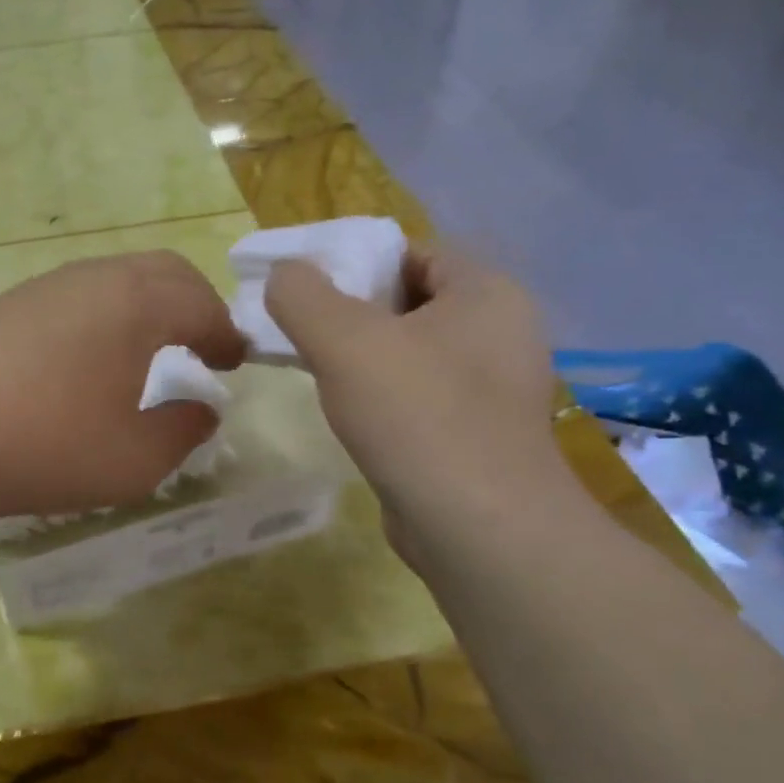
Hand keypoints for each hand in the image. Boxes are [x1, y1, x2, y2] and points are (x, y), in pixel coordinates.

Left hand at [0, 252, 246, 520]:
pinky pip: (76, 293)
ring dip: (147, 304)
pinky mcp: (10, 303)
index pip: (202, 307)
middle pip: (164, 272)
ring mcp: (47, 285)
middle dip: (194, 304)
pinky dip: (105, 312)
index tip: (235, 362)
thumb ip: (184, 430)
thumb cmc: (51, 447)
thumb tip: (203, 410)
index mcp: (138, 305)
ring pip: (116, 277)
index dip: (227, 335)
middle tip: (204, 344)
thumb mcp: (138, 458)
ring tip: (149, 348)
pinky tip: (89, 354)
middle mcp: (96, 278)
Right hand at [264, 244, 570, 556]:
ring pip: (411, 353)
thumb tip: (282, 274)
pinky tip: (351, 416)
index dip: (355, 263)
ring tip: (317, 374)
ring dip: (362, 359)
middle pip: (409, 302)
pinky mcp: (477, 435)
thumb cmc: (417, 415)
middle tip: (302, 332)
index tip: (305, 292)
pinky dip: (382, 398)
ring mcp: (494, 390)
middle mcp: (501, 334)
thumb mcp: (344, 340)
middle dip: (351, 314)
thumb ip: (302, 295)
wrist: (478, 529)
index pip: (413, 253)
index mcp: (487, 293)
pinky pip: (419, 396)